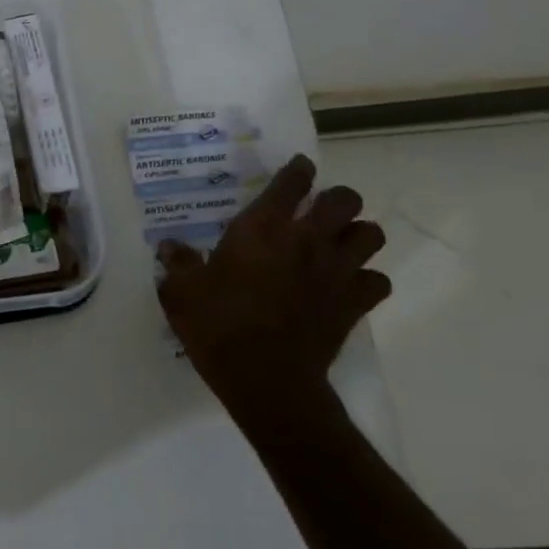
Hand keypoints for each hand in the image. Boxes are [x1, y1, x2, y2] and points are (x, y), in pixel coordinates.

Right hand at [156, 154, 389, 436]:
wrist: (266, 379)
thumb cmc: (218, 326)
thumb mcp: (181, 292)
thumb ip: (178, 263)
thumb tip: (170, 247)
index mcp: (262, 228)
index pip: (292, 181)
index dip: (298, 170)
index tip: (297, 169)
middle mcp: (306, 239)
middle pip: (345, 199)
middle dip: (335, 200)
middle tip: (316, 213)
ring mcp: (337, 271)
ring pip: (371, 234)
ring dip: (356, 235)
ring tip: (337, 245)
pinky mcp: (355, 303)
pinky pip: (378, 280)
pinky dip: (367, 280)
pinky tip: (347, 286)